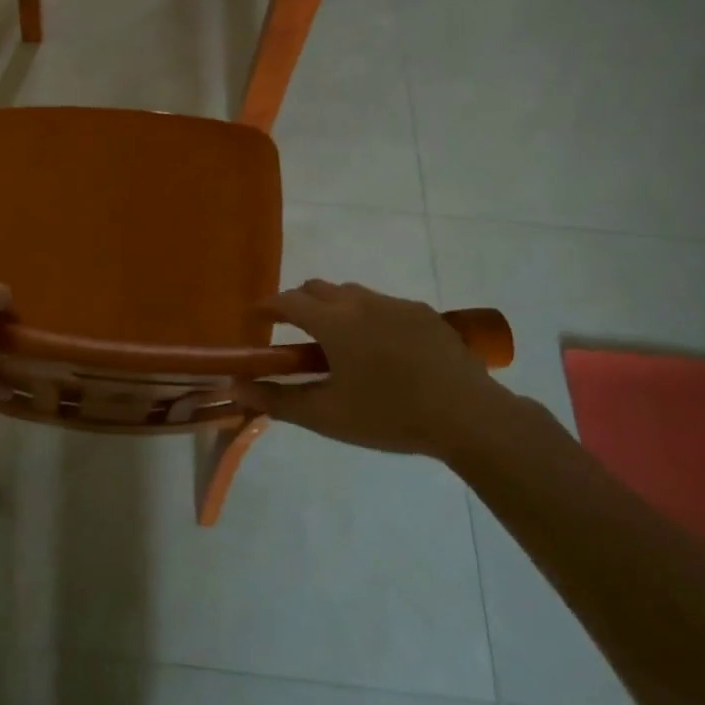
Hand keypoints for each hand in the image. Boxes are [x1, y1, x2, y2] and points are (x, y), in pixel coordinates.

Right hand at [239, 280, 518, 460]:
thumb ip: (276, 399)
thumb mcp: (326, 416)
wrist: (468, 416)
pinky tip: (380, 350)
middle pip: (317, 288)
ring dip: (334, 307)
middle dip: (298, 303)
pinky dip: (367, 316)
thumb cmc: (389, 415)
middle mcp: (360, 301)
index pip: (287, 301)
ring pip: (351, 293)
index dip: (267, 307)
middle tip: (293, 333)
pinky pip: (383, 304)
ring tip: (337, 342)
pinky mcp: (424, 314)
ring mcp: (396, 304)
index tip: (256, 319)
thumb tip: (236, 386)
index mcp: (333, 322)